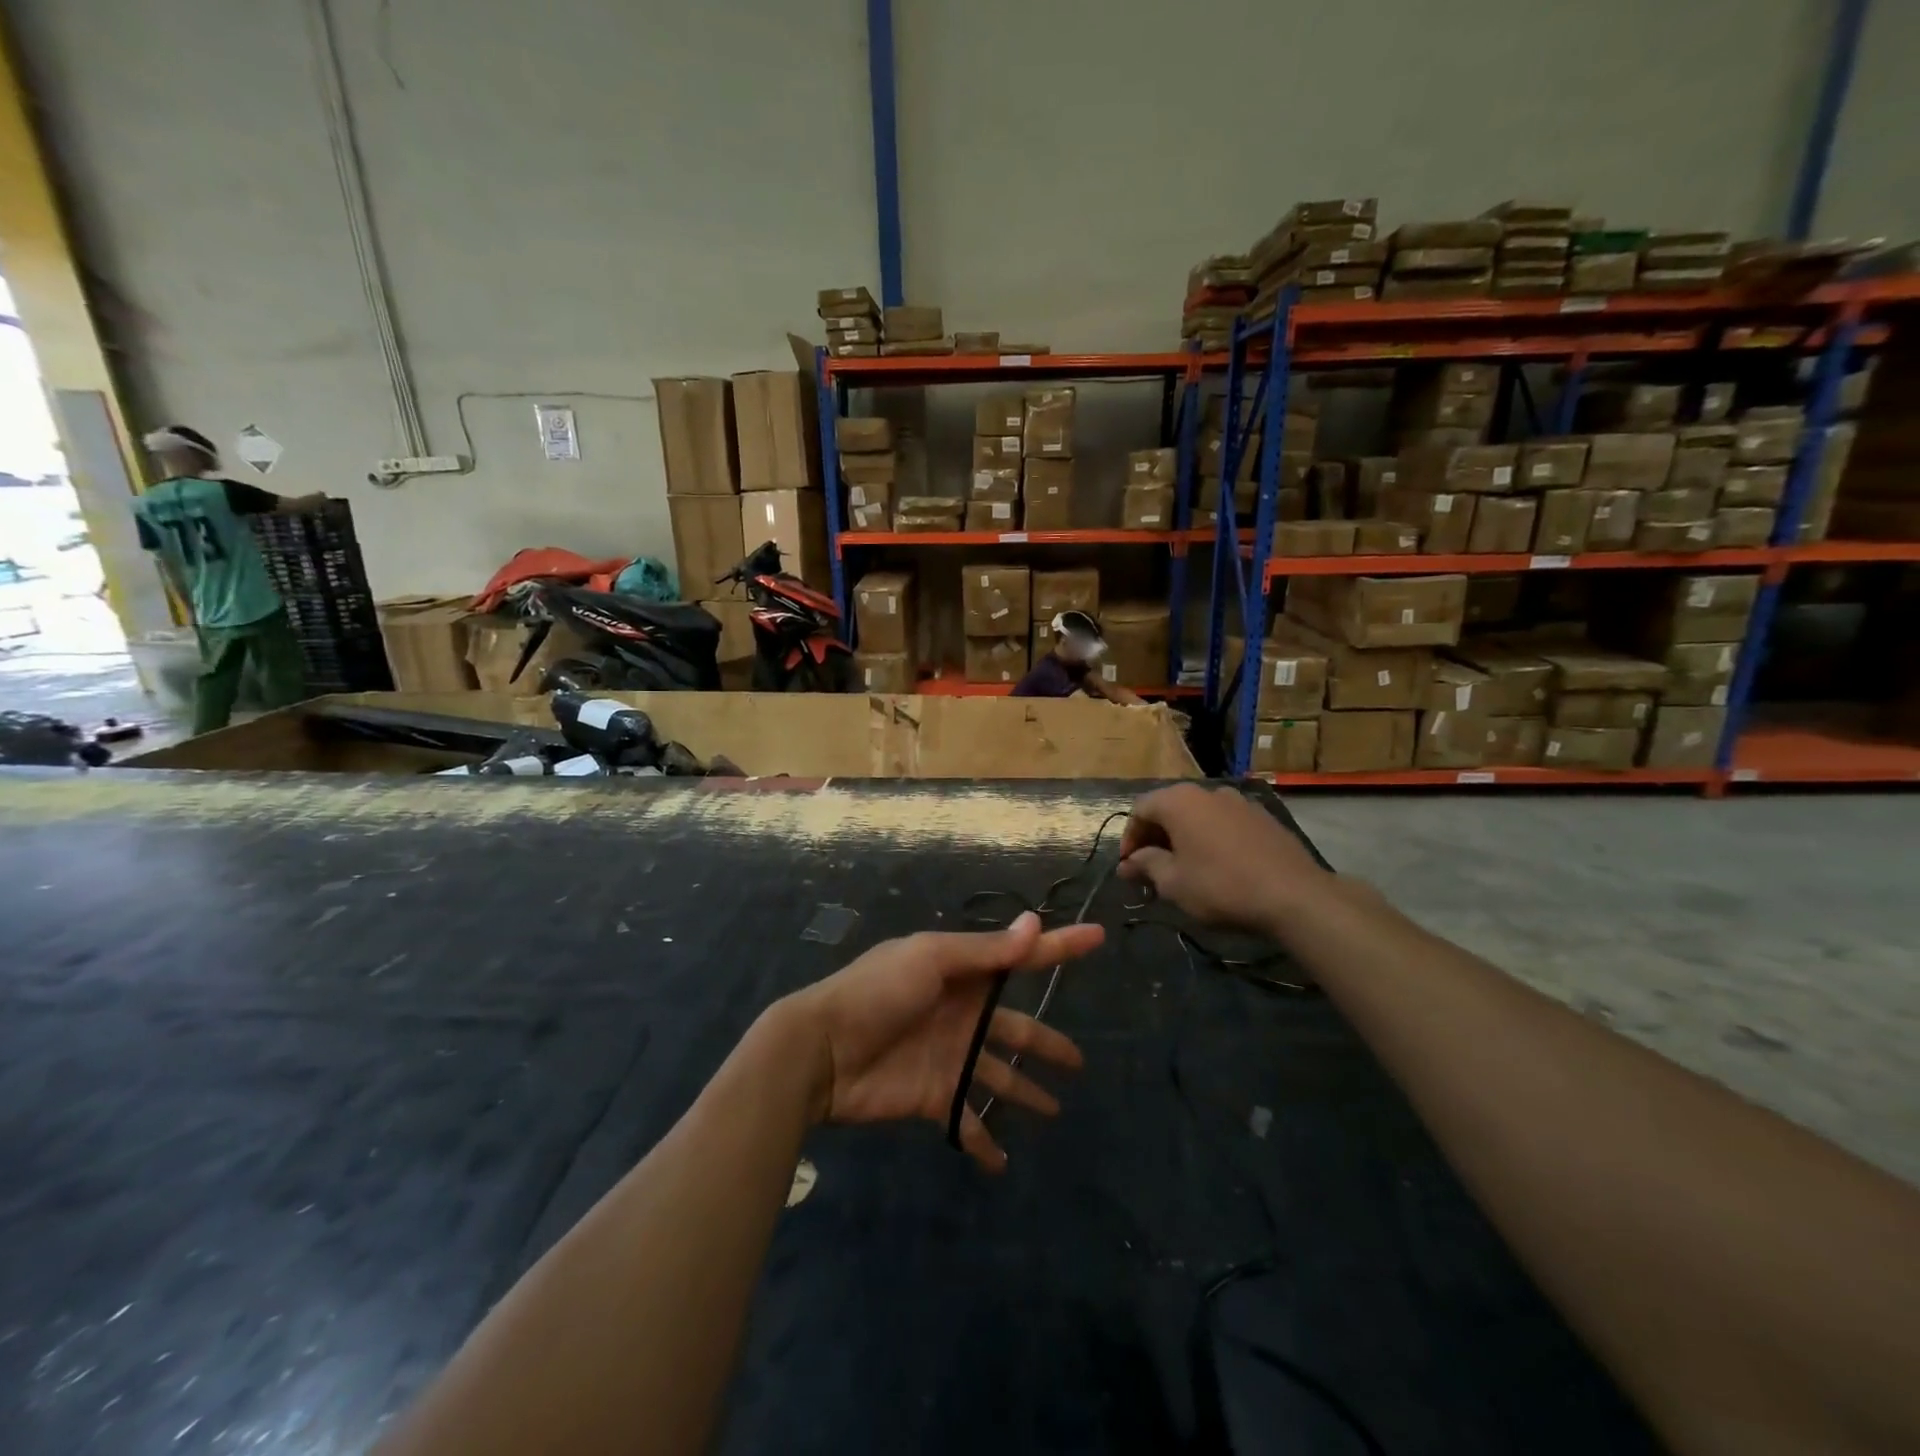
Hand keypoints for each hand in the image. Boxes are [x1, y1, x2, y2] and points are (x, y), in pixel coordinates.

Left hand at [782, 912, 1103, 1171]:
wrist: (822, 1051)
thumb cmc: (876, 993)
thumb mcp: (931, 959)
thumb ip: (985, 951)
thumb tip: (1035, 923)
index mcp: (960, 972)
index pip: (1020, 957)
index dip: (1059, 947)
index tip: (1098, 937)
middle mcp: (961, 1013)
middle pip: (1016, 1027)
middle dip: (1046, 1041)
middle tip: (1078, 1062)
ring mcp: (949, 1057)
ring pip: (998, 1075)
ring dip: (1024, 1092)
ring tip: (1055, 1110)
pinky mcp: (933, 1097)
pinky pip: (966, 1122)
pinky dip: (982, 1142)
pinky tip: (1002, 1161)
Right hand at [1118, 783, 1328, 934]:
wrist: (1295, 895)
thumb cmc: (1221, 886)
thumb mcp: (1173, 883)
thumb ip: (1146, 866)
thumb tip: (1129, 863)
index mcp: (1179, 801)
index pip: (1140, 810)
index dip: (1129, 838)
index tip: (1129, 867)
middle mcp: (1207, 791)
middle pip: (1169, 809)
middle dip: (1155, 838)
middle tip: (1151, 870)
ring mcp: (1239, 801)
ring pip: (1198, 815)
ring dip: (1183, 838)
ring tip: (1183, 869)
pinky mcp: (1262, 817)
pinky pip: (1223, 823)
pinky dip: (1210, 838)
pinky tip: (1216, 865)